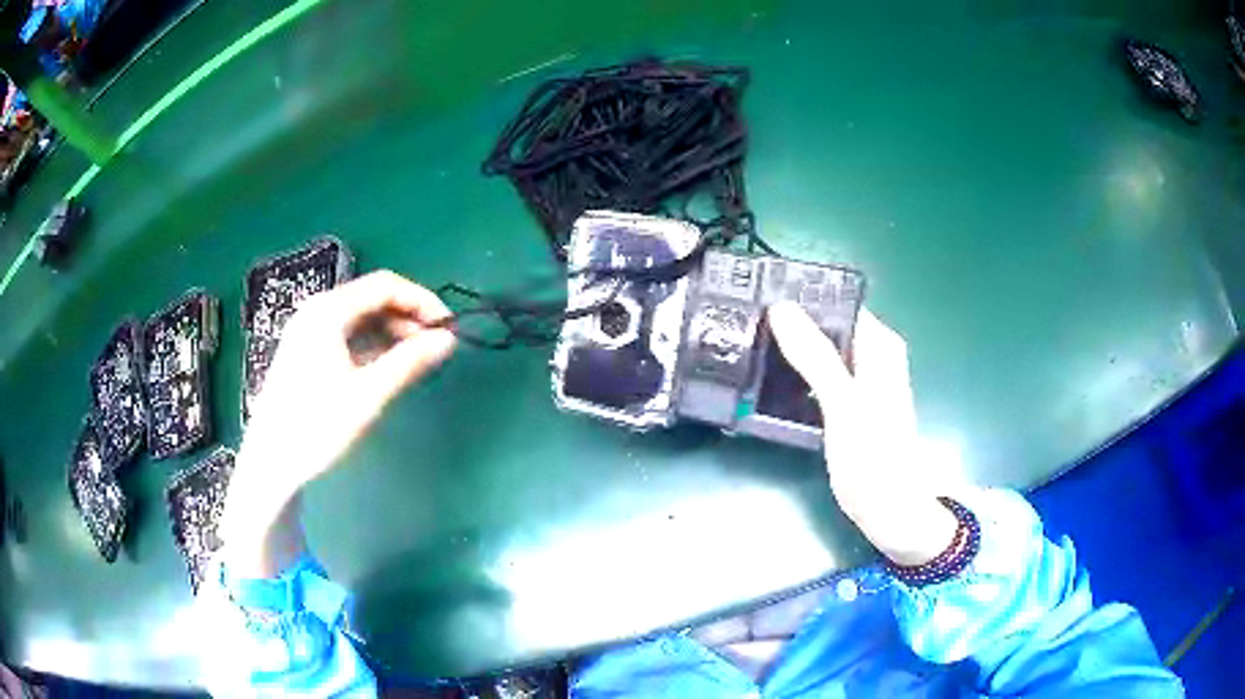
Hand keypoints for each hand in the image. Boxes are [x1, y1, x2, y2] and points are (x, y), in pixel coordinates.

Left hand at [222, 271, 455, 577]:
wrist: (271, 464)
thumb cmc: (317, 426)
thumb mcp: (368, 395)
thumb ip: (409, 362)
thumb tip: (448, 340)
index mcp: (328, 311)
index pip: (385, 286)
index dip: (421, 301)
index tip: (449, 326)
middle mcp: (316, 311)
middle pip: (371, 298)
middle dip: (407, 317)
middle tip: (435, 346)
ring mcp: (307, 331)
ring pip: (359, 318)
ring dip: (391, 332)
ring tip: (416, 359)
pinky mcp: (304, 351)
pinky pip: (345, 335)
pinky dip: (371, 345)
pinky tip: (385, 367)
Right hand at [768, 302, 956, 565]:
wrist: (889, 509)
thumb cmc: (874, 456)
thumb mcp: (843, 402)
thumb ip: (815, 355)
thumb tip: (781, 307)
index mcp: (879, 345)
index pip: (837, 303)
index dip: (801, 298)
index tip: (758, 294)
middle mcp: (871, 356)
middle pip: (826, 327)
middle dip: (789, 325)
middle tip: (743, 322)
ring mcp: (858, 382)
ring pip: (819, 353)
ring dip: (790, 351)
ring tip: (747, 345)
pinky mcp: (846, 405)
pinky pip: (816, 378)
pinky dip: (796, 376)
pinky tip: (768, 379)